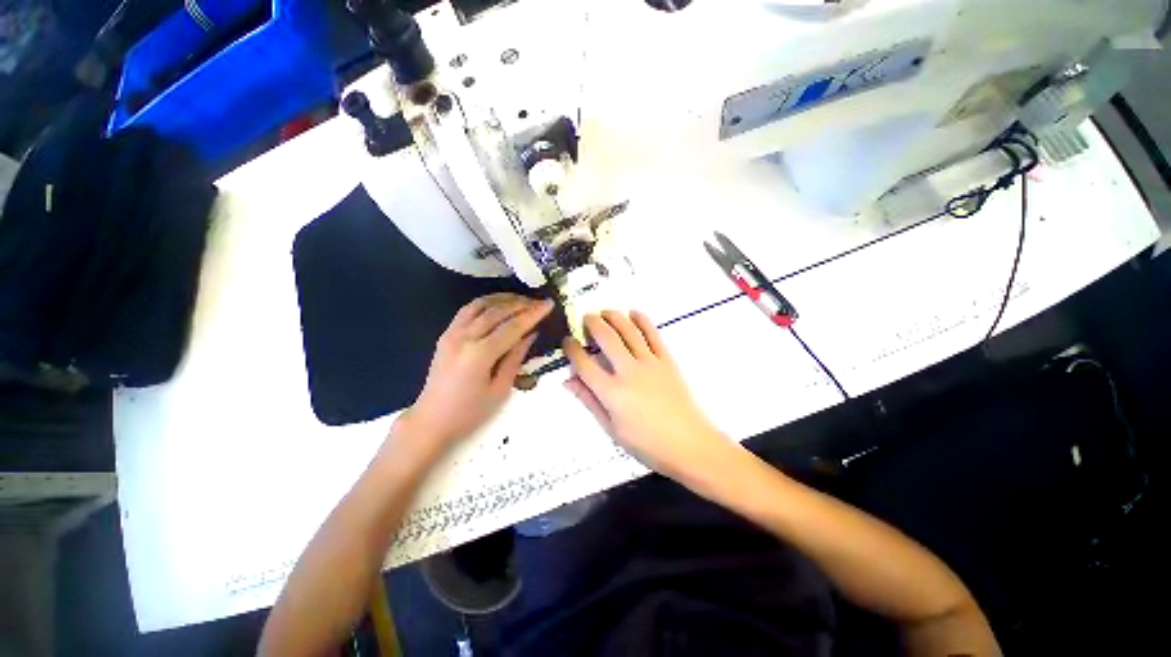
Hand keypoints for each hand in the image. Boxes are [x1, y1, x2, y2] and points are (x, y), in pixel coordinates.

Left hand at [402, 294, 552, 448]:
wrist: (431, 420)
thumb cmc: (470, 412)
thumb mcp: (500, 389)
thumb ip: (516, 357)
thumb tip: (531, 334)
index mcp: (479, 354)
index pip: (512, 326)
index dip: (533, 313)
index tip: (549, 304)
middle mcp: (464, 337)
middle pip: (497, 311)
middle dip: (521, 303)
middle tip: (539, 301)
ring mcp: (452, 333)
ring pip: (480, 305)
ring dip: (503, 299)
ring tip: (522, 300)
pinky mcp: (446, 334)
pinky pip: (467, 310)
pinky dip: (485, 302)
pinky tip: (498, 304)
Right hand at [562, 311, 736, 482]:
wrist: (689, 444)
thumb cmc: (646, 444)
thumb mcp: (611, 428)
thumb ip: (589, 401)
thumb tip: (568, 381)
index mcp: (611, 392)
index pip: (584, 364)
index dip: (572, 349)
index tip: (567, 341)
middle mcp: (628, 371)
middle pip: (606, 339)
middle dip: (592, 323)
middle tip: (585, 318)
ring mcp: (650, 363)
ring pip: (628, 331)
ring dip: (614, 317)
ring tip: (605, 311)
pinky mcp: (667, 360)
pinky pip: (653, 335)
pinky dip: (643, 320)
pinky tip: (634, 313)